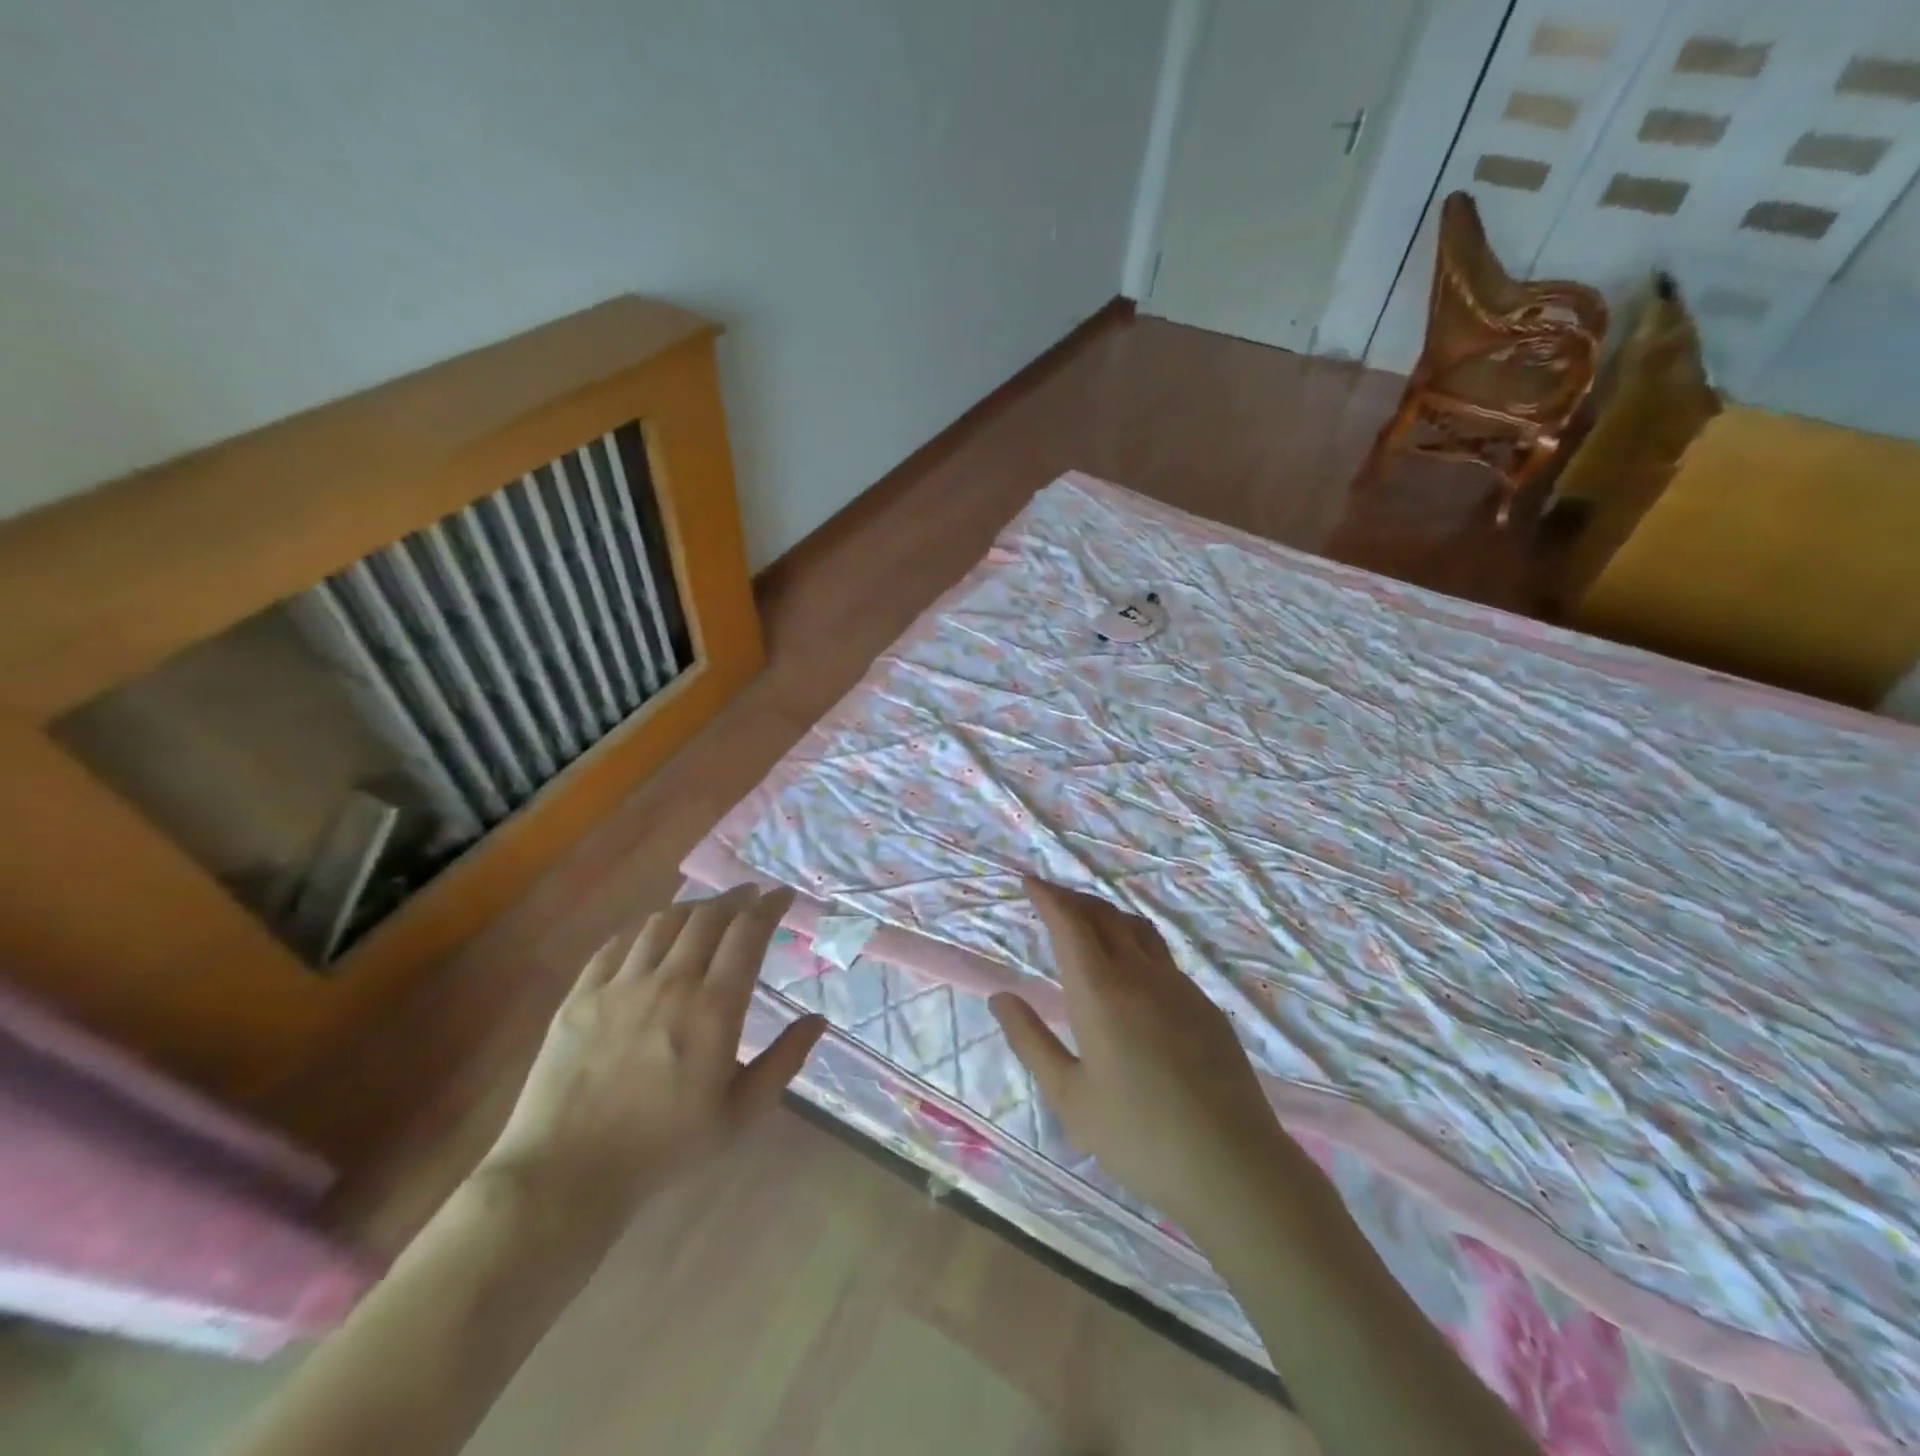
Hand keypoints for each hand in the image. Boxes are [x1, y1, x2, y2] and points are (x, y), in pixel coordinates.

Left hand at [481, 885, 824, 1220]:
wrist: (565, 1178)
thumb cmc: (664, 1150)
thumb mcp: (740, 1115)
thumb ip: (784, 1061)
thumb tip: (818, 1020)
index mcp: (713, 1009)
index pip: (748, 934)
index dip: (769, 907)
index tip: (783, 895)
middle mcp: (669, 983)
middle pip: (708, 917)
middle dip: (736, 898)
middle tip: (750, 896)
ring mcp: (620, 986)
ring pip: (663, 922)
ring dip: (693, 908)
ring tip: (706, 911)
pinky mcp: (580, 997)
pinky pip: (616, 945)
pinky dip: (643, 930)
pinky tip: (650, 935)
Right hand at [990, 878, 1290, 1236]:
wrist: (1232, 1165)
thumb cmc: (1137, 1136)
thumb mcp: (1069, 1096)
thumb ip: (1031, 1040)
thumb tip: (1000, 997)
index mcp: (1100, 991)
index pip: (1070, 923)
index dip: (1048, 896)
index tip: (1029, 881)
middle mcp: (1140, 974)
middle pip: (1104, 915)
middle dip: (1074, 898)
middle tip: (1052, 898)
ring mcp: (1179, 986)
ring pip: (1138, 929)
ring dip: (1107, 915)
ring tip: (1089, 922)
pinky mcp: (1205, 1006)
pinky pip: (1163, 956)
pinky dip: (1136, 943)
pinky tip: (1133, 971)